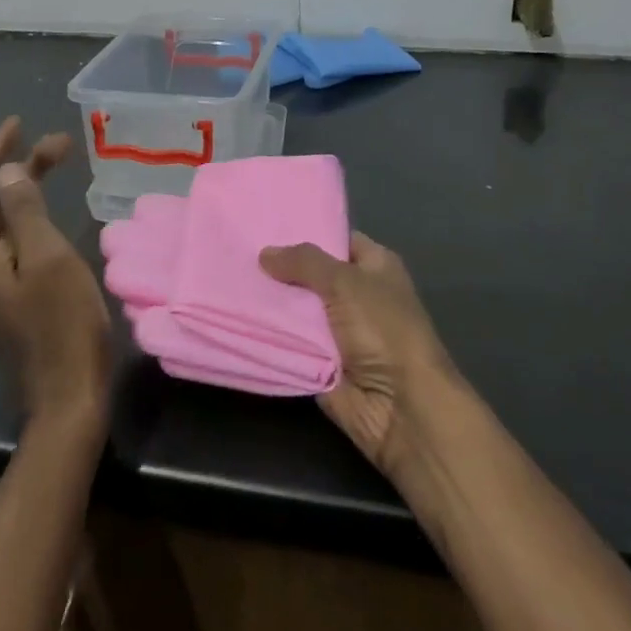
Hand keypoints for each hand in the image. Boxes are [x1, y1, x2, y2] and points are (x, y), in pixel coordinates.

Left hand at [0, 117, 111, 437]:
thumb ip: (23, 208)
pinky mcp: (3, 292)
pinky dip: (27, 211)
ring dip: (24, 185)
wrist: (66, 397)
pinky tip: (49, 208)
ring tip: (61, 163)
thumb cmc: (61, 322)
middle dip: (17, 164)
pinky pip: (8, 238)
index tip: (21, 123)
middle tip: (61, 144)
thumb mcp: (47, 256)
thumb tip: (6, 170)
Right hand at [260, 233, 460, 478]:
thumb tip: (265, 253)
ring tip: (230, 277)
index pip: (336, 239)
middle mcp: (357, 294)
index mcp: (374, 266)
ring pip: (296, 308)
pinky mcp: (321, 362)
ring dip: (270, 301)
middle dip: (279, 266)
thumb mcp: (345, 282)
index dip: (305, 231)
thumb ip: (304, 262)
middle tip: (239, 249)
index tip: (265, 223)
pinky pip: (290, 341)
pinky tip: (236, 313)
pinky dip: (269, 333)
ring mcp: (338, 330)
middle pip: (311, 274)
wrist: (400, 407)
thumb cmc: (383, 329)